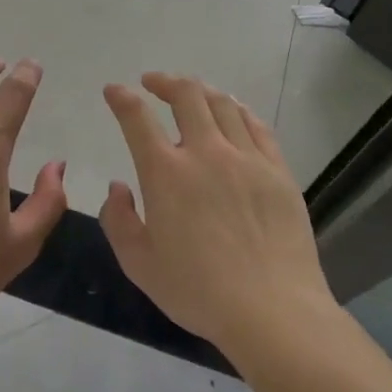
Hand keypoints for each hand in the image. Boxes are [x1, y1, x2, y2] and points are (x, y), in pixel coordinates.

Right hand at [100, 74, 334, 359]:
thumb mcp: (139, 264)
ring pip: (222, 104)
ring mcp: (246, 158)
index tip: (114, 90)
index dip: (121, 97)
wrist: (273, 310)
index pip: (137, 118)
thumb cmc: (198, 291)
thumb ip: (118, 220)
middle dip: (164, 81)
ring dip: (200, 90)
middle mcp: (206, 152)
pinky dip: (238, 110)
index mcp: (166, 173)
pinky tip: (232, 112)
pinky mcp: (278, 170)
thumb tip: (118, 187)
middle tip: (153, 82)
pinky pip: (256, 125)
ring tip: (191, 92)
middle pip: (186, 95)